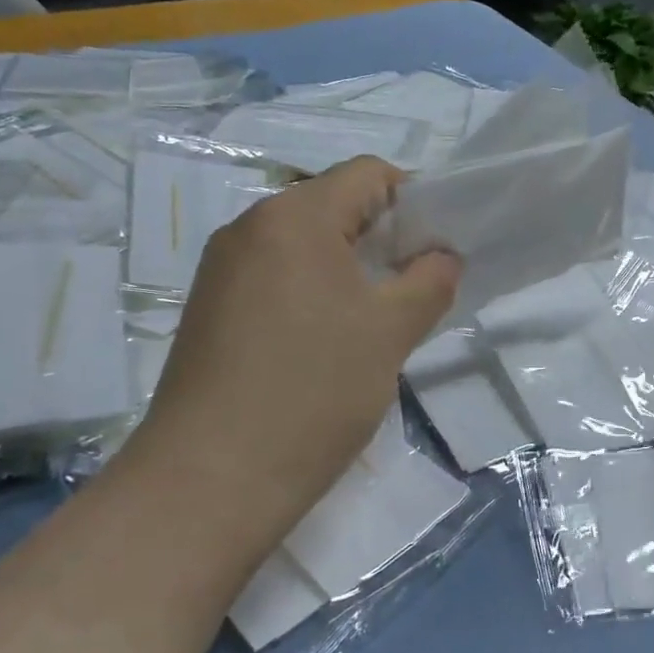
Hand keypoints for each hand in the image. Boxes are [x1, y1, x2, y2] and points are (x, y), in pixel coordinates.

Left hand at [126, 157, 459, 550]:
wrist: (212, 478)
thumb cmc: (314, 391)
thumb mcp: (390, 332)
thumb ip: (430, 281)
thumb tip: (442, 255)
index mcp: (294, 216)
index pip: (369, 174)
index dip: (414, 202)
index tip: (437, 251)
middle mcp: (249, 228)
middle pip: (333, 206)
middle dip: (383, 239)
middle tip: (414, 290)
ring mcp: (222, 269)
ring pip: (304, 246)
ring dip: (349, 270)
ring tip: (373, 324)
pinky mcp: (211, 309)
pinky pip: (276, 278)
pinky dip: (313, 293)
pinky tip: (326, 344)